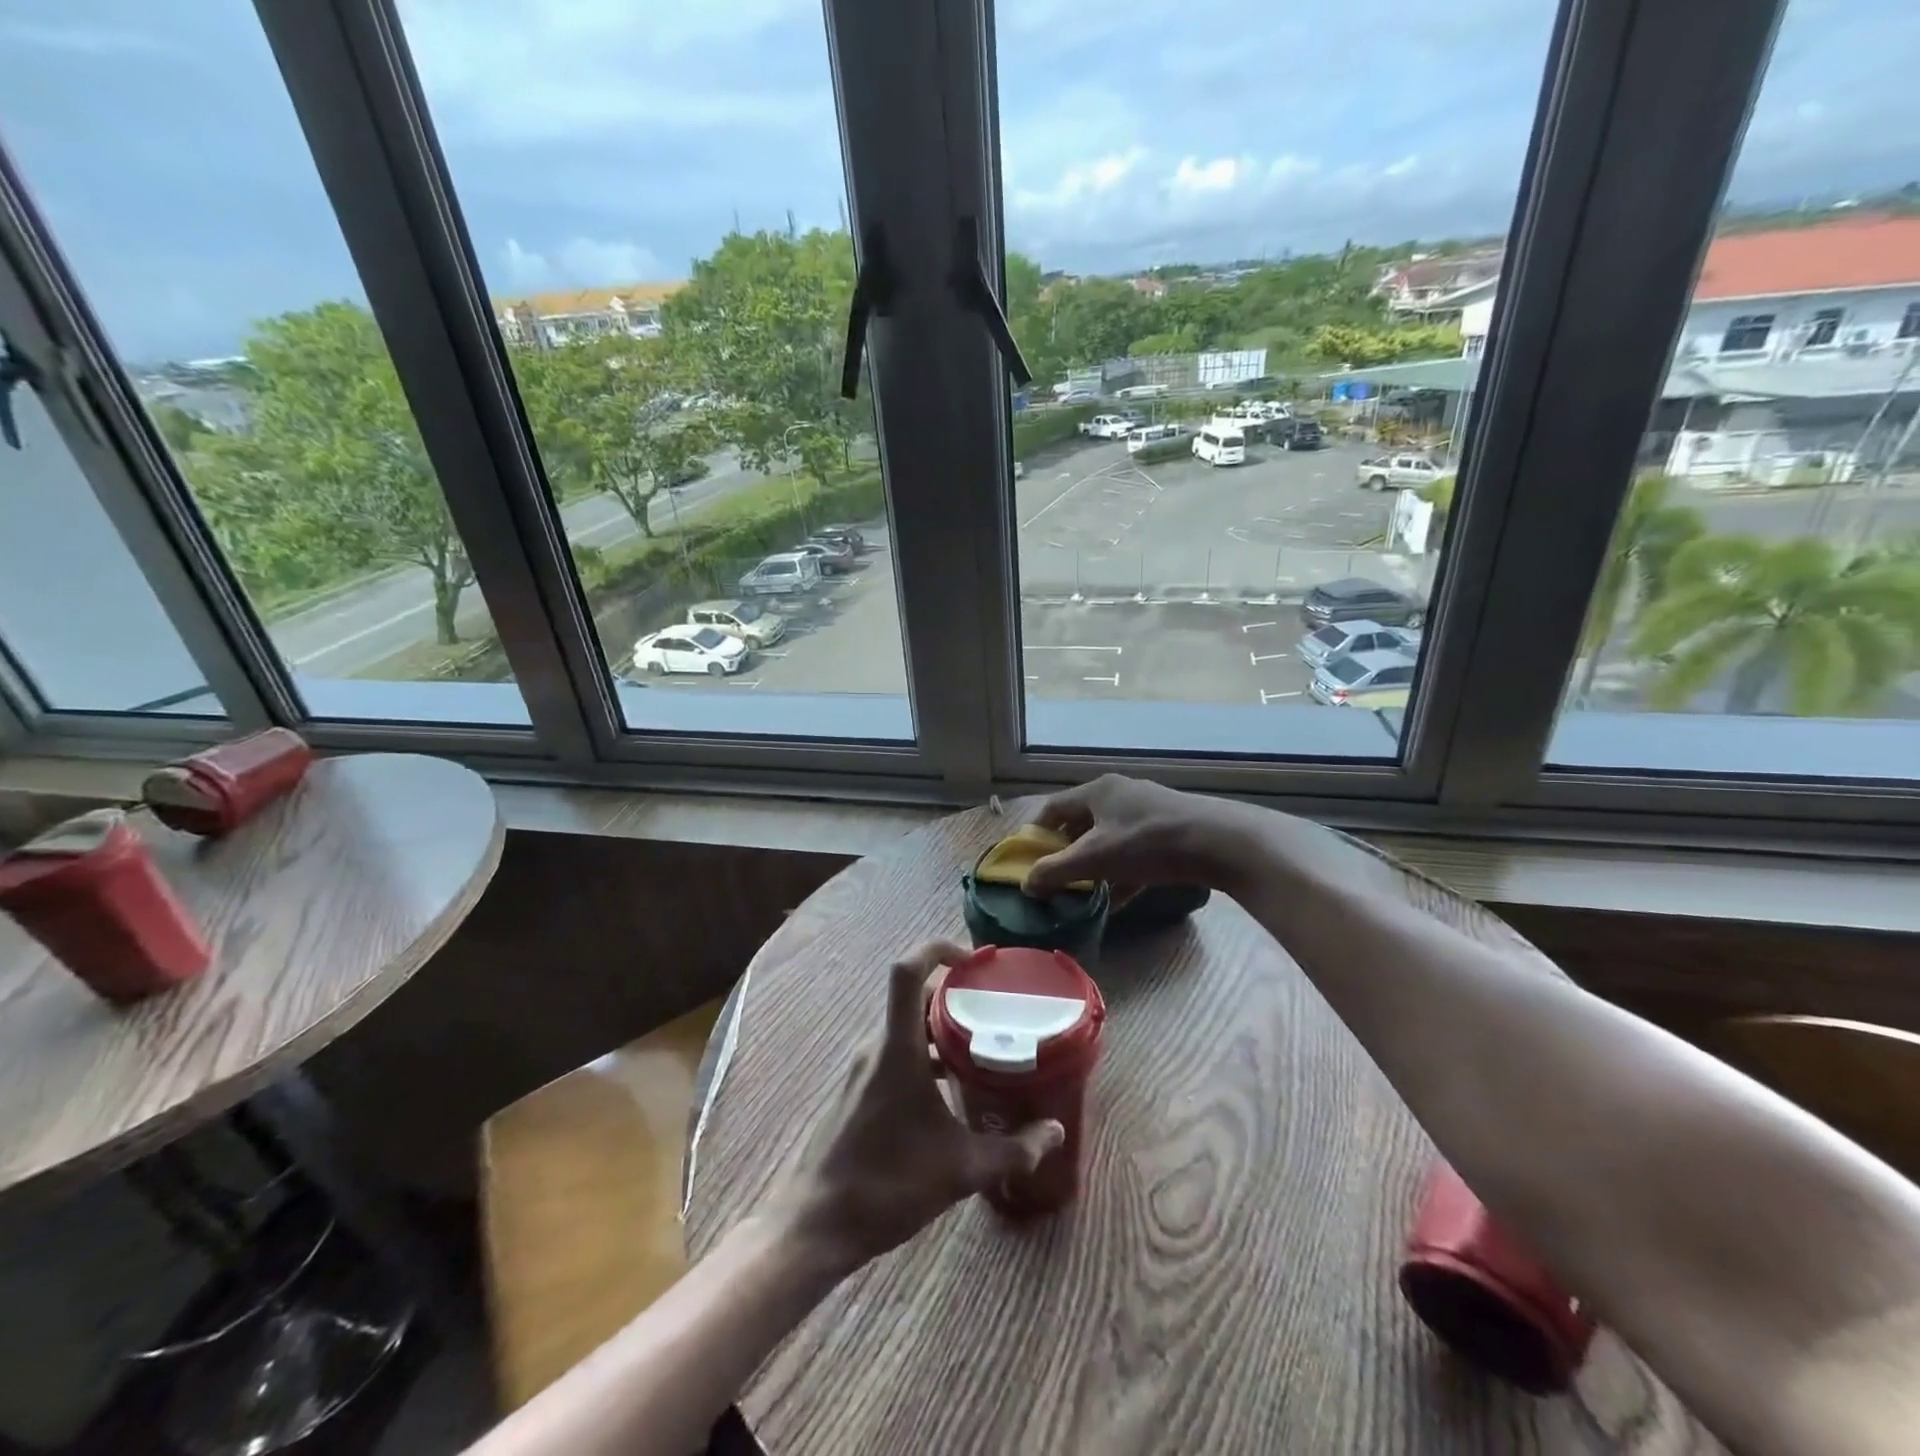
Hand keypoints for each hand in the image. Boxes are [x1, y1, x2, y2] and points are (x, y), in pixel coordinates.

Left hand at [774, 940, 1063, 1275]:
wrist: (815, 1224)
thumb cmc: (887, 1185)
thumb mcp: (961, 1170)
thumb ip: (1013, 1150)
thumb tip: (1055, 1133)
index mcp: (897, 1048)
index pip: (907, 970)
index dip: (937, 949)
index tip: (974, 961)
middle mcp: (877, 1047)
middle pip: (914, 997)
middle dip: (955, 996)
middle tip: (996, 1009)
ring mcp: (863, 1068)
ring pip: (906, 1027)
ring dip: (941, 1029)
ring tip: (982, 1048)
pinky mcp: (858, 1089)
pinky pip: (896, 1053)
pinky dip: (925, 1055)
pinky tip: (950, 1089)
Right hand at [1023, 774, 1260, 897]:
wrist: (1218, 842)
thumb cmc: (1147, 842)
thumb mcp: (1095, 858)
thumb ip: (1056, 871)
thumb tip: (1026, 884)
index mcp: (1097, 791)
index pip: (1053, 808)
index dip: (1036, 833)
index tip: (1028, 861)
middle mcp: (1119, 794)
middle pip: (1080, 823)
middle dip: (1064, 852)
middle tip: (1054, 879)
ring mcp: (1146, 811)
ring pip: (1107, 838)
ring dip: (1092, 864)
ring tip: (1082, 892)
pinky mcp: (1167, 830)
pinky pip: (1132, 851)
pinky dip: (1119, 873)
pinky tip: (1116, 900)